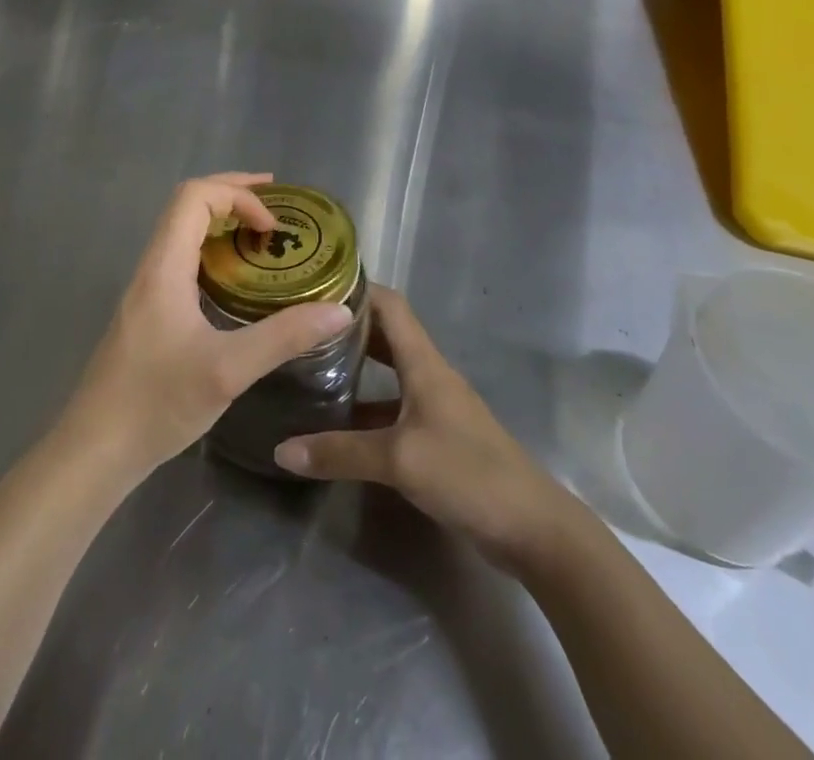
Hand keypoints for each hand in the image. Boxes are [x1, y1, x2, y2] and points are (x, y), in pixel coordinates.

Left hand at [63, 174, 354, 480]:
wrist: (96, 448)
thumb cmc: (157, 403)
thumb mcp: (228, 370)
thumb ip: (284, 337)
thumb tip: (337, 310)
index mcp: (164, 266)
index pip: (195, 196)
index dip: (238, 195)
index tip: (272, 227)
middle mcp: (152, 267)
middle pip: (187, 205)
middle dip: (233, 196)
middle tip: (276, 208)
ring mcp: (146, 290)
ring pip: (182, 233)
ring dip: (222, 222)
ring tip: (262, 236)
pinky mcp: (148, 312)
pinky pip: (182, 260)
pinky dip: (213, 251)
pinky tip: (236, 282)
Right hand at [273, 287, 592, 574]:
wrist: (533, 529)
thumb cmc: (468, 474)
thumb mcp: (398, 460)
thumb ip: (339, 453)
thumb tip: (280, 450)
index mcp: (423, 363)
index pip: (389, 305)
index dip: (356, 288)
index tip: (315, 284)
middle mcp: (428, 375)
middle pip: (385, 334)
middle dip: (346, 326)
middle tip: (302, 324)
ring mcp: (435, 406)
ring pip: (388, 373)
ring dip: (355, 366)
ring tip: (310, 364)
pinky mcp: (437, 437)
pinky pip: (393, 408)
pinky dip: (366, 406)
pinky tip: (338, 421)